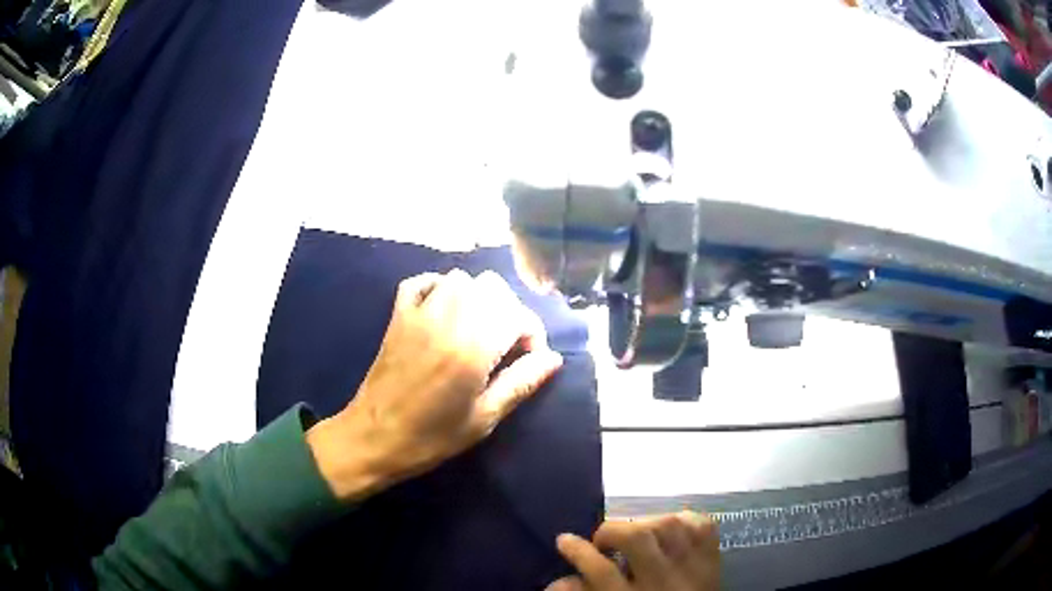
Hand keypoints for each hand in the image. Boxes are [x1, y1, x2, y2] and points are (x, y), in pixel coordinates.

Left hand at [306, 269, 563, 500]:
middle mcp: (448, 321)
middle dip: (509, 311)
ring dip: (477, 297)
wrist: (373, 438)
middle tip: (506, 344)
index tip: (530, 359)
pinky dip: (438, 286)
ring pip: (460, 278)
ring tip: (478, 328)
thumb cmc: (432, 437)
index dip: (533, 334)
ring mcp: (419, 314)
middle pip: (493, 288)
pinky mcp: (398, 316)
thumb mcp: (483, 419)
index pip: (518, 315)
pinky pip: (421, 281)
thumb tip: (553, 359)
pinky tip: (444, 310)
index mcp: (472, 349)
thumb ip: (520, 383)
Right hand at [547, 512, 720, 590]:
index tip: (564, 540)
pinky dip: (683, 520)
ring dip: (644, 524)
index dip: (578, 551)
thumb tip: (555, 581)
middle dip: (612, 531)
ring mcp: (693, 567)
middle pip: (637, 539)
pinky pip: (700, 525)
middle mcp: (664, 581)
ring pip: (667, 525)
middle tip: (602, 540)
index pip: (601, 571)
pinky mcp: (714, 557)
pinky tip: (669, 529)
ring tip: (634, 535)